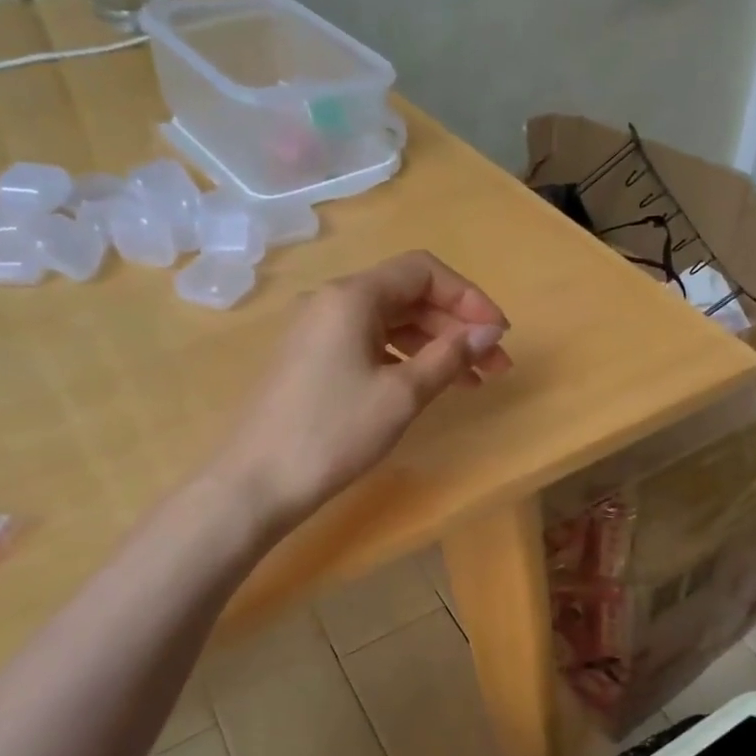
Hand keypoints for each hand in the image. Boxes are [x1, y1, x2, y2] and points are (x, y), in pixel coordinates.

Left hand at [223, 251, 511, 524]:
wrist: (256, 483)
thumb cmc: (333, 433)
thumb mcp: (402, 395)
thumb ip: (449, 356)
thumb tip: (489, 331)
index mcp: (353, 297)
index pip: (423, 272)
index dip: (469, 297)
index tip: (499, 334)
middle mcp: (332, 302)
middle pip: (409, 296)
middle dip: (458, 325)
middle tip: (496, 364)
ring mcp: (318, 331)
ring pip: (391, 323)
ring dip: (436, 345)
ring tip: (473, 381)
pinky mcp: (312, 360)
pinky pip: (370, 344)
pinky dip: (406, 359)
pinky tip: (429, 386)